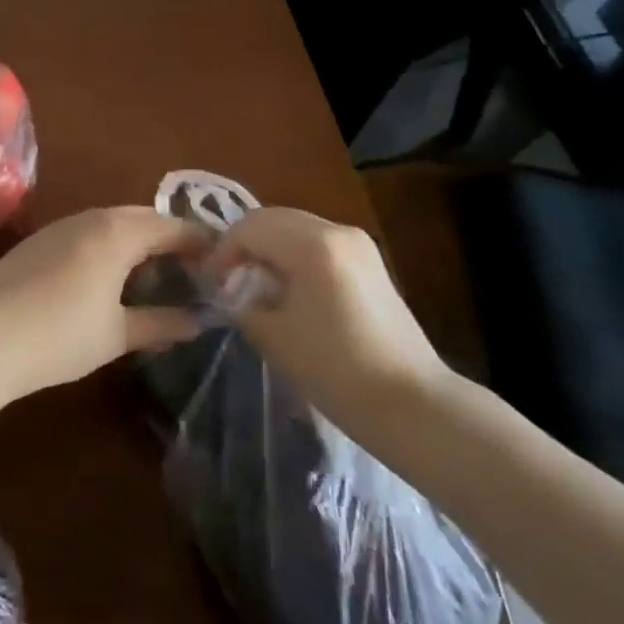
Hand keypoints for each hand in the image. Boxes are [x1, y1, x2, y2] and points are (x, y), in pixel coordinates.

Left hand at [0, 206, 205, 398]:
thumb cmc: (62, 335)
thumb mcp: (117, 334)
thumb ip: (160, 323)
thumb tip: (198, 321)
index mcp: (118, 233)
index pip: (170, 227)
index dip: (198, 241)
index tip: (219, 257)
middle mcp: (91, 218)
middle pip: (141, 216)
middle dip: (168, 234)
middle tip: (188, 263)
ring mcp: (60, 226)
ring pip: (110, 220)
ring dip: (136, 237)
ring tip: (152, 269)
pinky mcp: (37, 240)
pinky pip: (86, 230)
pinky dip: (108, 243)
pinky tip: (106, 273)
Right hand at [209, 207, 449, 424]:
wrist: (413, 404)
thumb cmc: (336, 370)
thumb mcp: (274, 336)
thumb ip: (243, 303)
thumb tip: (232, 291)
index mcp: (313, 244)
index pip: (250, 227)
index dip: (223, 251)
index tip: (211, 283)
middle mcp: (337, 230)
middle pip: (274, 219)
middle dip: (244, 244)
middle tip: (227, 279)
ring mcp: (359, 244)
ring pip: (296, 228)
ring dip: (269, 248)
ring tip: (254, 285)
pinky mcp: (370, 263)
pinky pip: (318, 243)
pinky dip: (293, 255)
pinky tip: (287, 289)